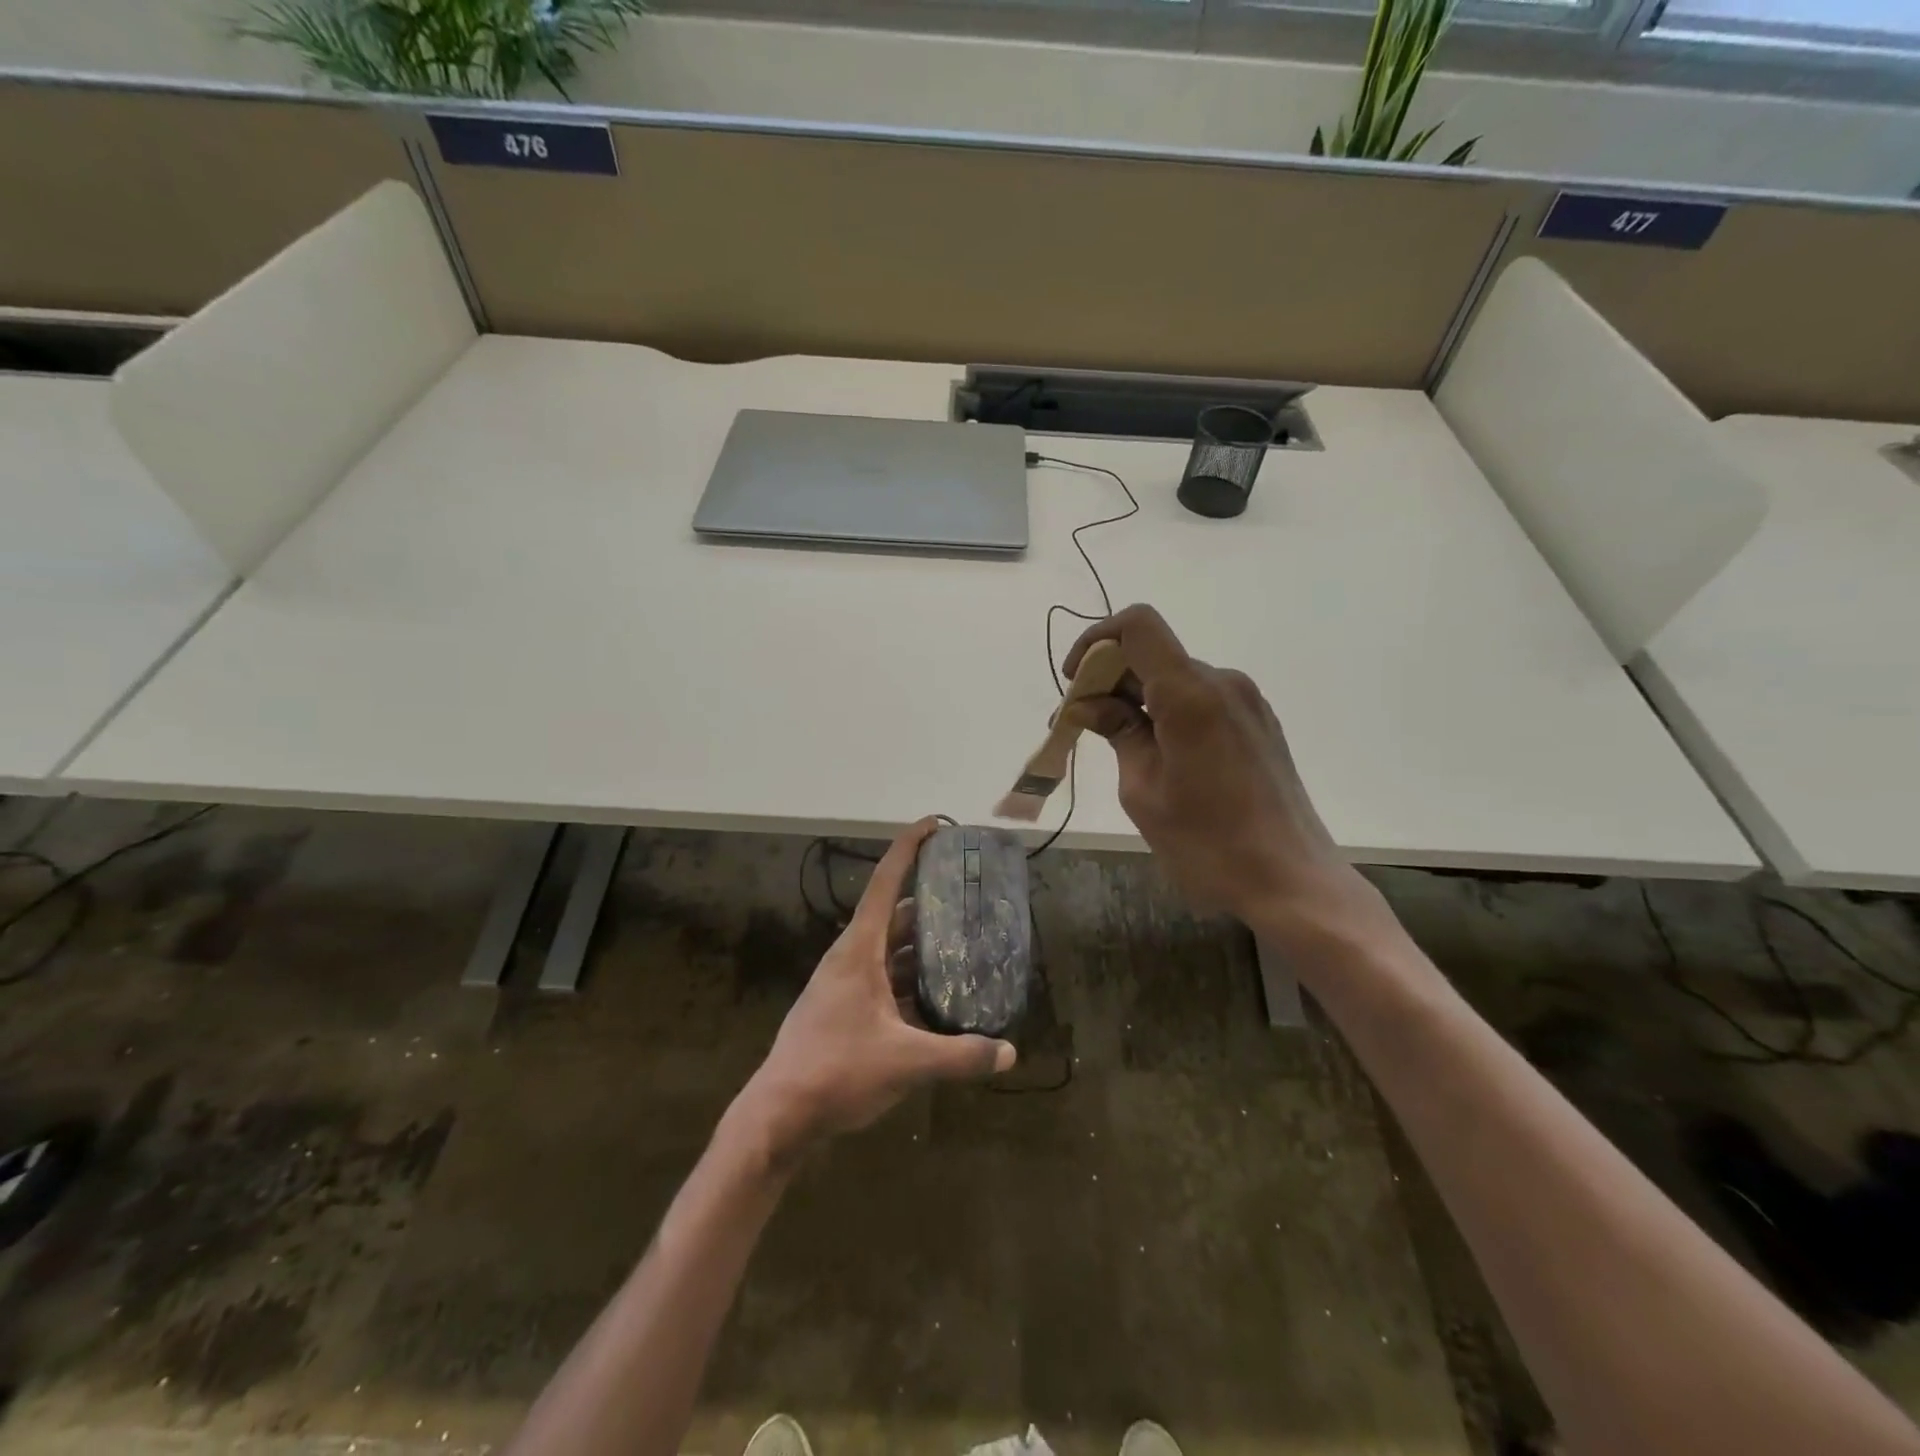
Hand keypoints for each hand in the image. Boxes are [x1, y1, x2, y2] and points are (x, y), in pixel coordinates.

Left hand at [729, 818, 1016, 1160]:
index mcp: (859, 949)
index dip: (909, 848)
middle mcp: (851, 958)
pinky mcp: (845, 1010)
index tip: (934, 824)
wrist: (779, 1115)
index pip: (885, 882)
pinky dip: (912, 982)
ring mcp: (845, 985)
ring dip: (923, 948)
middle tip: (970, 897)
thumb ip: (960, 1056)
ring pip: (891, 952)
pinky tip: (940, 998)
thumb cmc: (837, 1071)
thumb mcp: (906, 1062)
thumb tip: (1009, 1052)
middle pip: (895, 917)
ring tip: (966, 945)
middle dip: (930, 903)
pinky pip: (885, 981)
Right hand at [1063, 605, 1383, 930]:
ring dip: (1138, 698)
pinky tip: (1157, 753)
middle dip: (1110, 678)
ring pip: (1176, 678)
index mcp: (1190, 694)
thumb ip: (1119, 734)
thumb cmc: (1208, 843)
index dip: (1096, 641)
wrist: (1291, 881)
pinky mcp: (1258, 722)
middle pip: (1153, 653)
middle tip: (1082, 724)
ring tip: (1117, 745)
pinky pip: (1201, 698)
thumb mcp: (1144, 790)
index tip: (1076, 683)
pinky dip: (1168, 711)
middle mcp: (1222, 683)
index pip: (1137, 626)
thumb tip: (1091, 705)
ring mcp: (1246, 701)